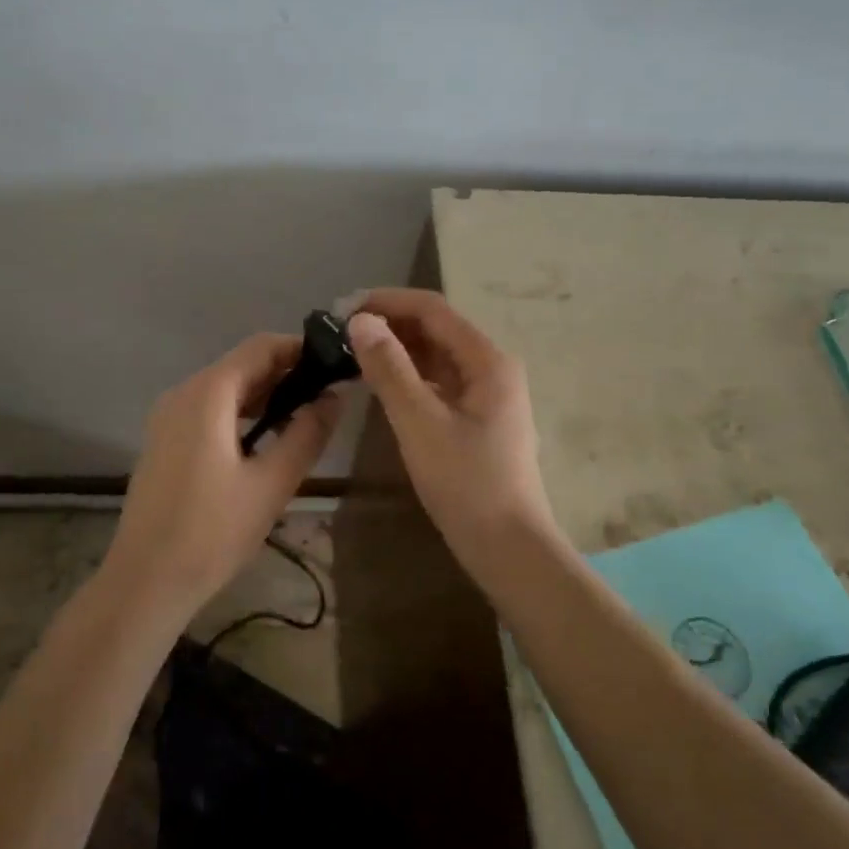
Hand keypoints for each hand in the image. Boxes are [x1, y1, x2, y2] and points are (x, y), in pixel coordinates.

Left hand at [107, 333, 342, 608]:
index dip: (301, 349)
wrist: (146, 581)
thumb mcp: (272, 483)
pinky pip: (208, 411)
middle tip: (329, 395)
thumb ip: (307, 433)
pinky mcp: (164, 442)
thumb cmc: (213, 532)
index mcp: (208, 394)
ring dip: (265, 396)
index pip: (261, 347)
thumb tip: (333, 397)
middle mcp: (183, 394)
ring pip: (225, 389)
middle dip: (286, 374)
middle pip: (242, 365)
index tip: (336, 365)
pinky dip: (241, 414)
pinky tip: (266, 440)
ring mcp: (168, 418)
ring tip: (305, 417)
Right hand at [347, 289, 558, 565]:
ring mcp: (487, 395)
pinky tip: (380, 384)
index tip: (343, 308)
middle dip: (390, 324)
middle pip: (436, 330)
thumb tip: (360, 320)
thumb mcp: (420, 423)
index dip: (388, 301)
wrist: (507, 547)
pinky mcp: (477, 419)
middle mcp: (491, 368)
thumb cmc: (466, 483)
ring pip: (436, 357)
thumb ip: (390, 369)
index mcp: (488, 361)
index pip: (433, 310)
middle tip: (341, 333)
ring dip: (397, 350)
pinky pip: (439, 383)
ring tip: (352, 353)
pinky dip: (409, 377)